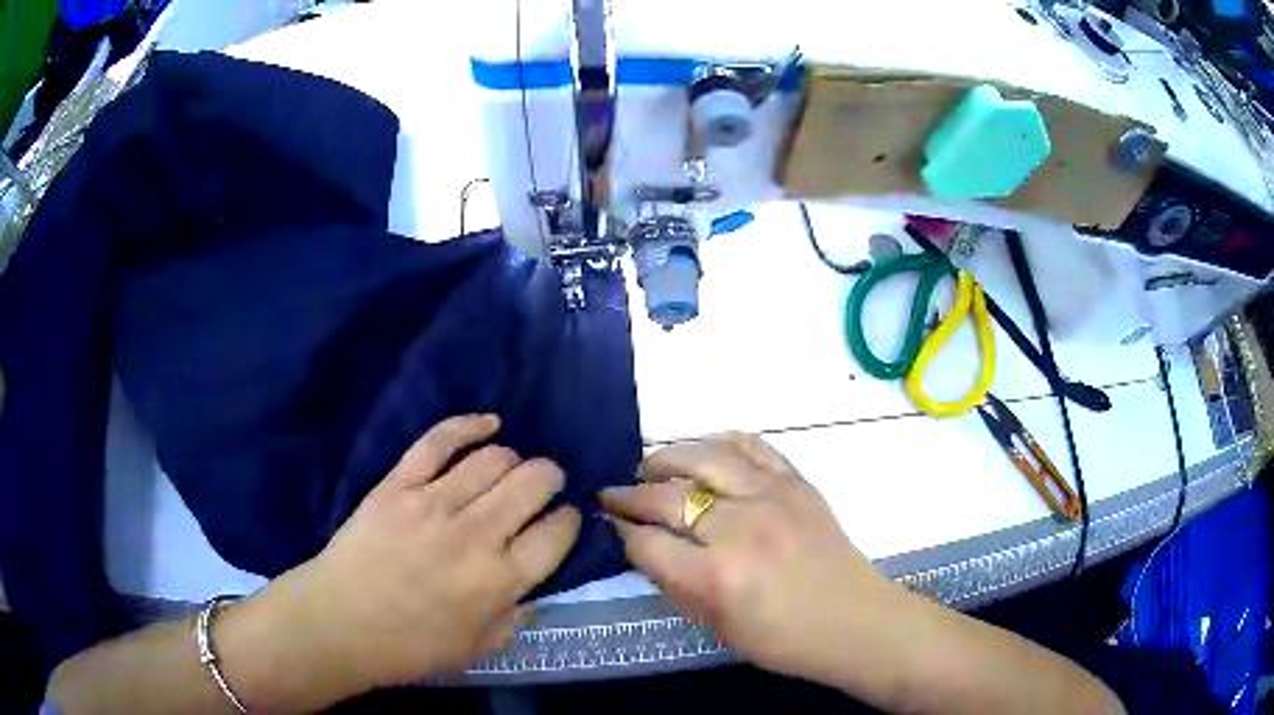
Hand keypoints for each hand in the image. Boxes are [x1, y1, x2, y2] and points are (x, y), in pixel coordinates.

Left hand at [247, 415, 579, 695]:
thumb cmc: (409, 648)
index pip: (556, 535)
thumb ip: (514, 619)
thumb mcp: (476, 649)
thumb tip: (532, 589)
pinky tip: (488, 422)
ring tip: (512, 467)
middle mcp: (475, 535)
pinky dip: (468, 425)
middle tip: (546, 485)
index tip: (566, 518)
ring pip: (492, 460)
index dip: (569, 521)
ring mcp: (433, 503)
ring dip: (514, 459)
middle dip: (550, 479)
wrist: (338, 624)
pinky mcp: (398, 484)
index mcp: (499, 581)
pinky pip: (438, 442)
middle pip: (532, 484)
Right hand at [600, 434, 901, 686]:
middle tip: (613, 495)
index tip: (610, 527)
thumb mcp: (716, 626)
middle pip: (666, 497)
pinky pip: (751, 447)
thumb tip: (644, 547)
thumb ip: (675, 584)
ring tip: (650, 467)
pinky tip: (704, 452)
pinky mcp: (796, 482)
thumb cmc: (783, 639)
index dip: (622, 534)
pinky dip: (720, 444)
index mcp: (716, 577)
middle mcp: (739, 528)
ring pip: (704, 458)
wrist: (854, 621)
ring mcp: (771, 496)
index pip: (646, 542)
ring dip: (667, 459)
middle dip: (630, 495)